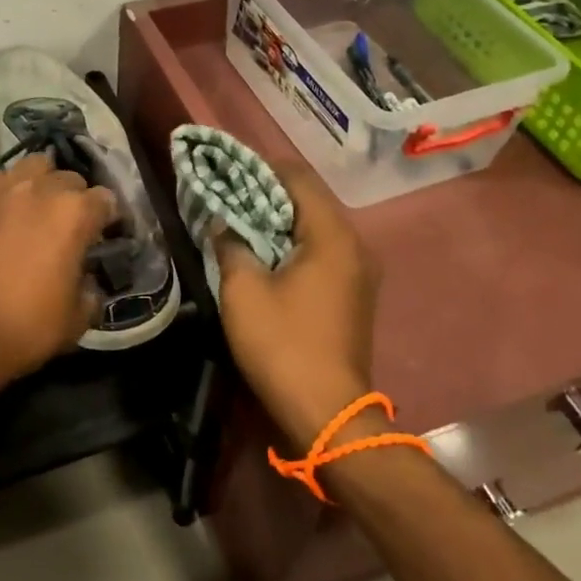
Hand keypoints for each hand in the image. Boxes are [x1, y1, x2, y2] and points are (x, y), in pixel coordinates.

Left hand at [0, 155, 118, 392]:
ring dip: (40, 184)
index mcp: (73, 214)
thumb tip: (85, 279)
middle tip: (67, 226)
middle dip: (74, 198)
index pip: (105, 200)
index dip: (108, 218)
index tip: (104, 234)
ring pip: (30, 168)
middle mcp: (38, 190)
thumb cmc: (24, 330)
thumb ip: (90, 289)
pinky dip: (3, 193)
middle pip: (68, 178)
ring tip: (33, 211)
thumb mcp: (77, 319)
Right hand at [214, 159, 379, 448]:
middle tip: (225, 195)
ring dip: (278, 222)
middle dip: (266, 195)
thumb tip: (223, 224)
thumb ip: (231, 245)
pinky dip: (292, 245)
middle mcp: (355, 246)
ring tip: (238, 222)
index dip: (260, 168)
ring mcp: (358, 272)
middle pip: (309, 202)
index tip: (226, 169)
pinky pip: (321, 253)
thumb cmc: (283, 344)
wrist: (326, 412)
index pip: (298, 179)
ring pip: (314, 229)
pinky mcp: (353, 295)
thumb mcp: (243, 291)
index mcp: (333, 236)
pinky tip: (263, 255)